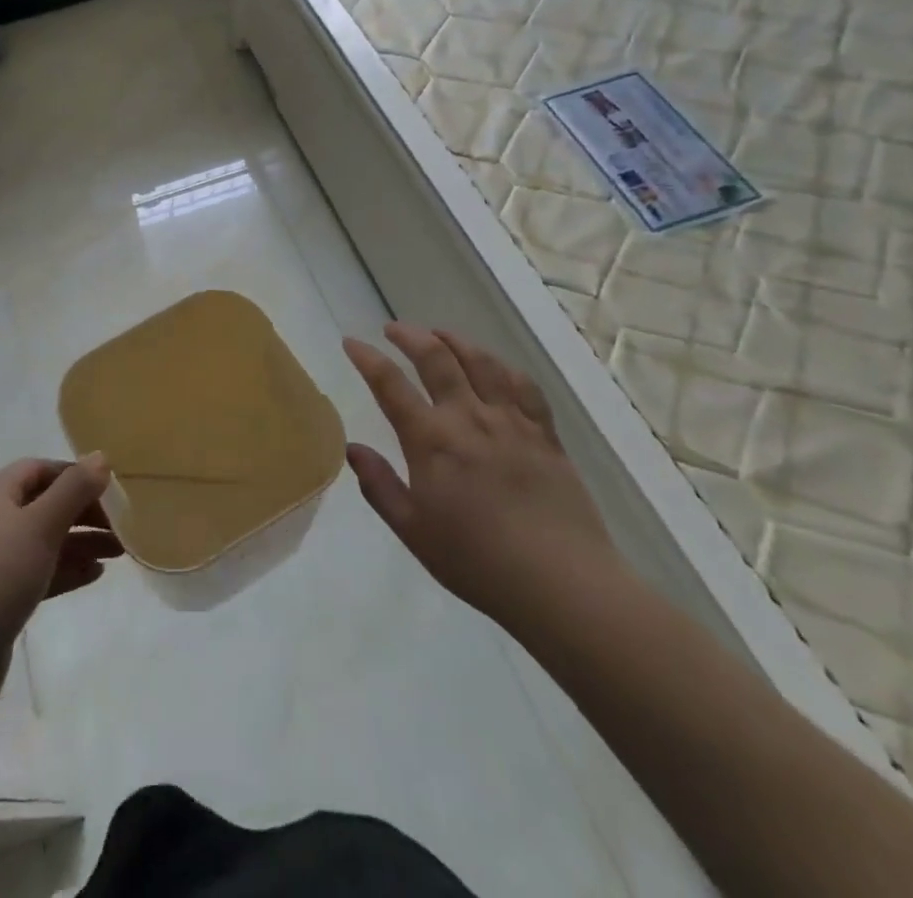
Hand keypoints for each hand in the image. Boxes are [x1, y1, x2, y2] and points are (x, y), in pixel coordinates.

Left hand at [0, 456, 121, 700]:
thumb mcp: (40, 525)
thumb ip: (73, 489)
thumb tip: (100, 456)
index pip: (39, 469)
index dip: (75, 475)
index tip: (110, 490)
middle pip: (43, 504)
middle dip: (83, 512)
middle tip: (121, 526)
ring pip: (43, 541)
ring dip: (80, 542)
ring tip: (118, 553)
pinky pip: (36, 573)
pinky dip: (65, 570)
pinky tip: (94, 575)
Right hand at [344, 324, 619, 641]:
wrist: (561, 583)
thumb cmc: (477, 562)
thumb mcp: (413, 531)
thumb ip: (379, 485)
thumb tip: (352, 447)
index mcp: (431, 440)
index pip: (390, 384)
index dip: (367, 358)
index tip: (352, 342)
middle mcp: (469, 417)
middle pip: (436, 358)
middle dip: (410, 336)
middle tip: (393, 329)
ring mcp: (511, 421)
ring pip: (481, 361)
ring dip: (454, 340)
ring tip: (439, 334)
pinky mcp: (545, 434)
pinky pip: (523, 385)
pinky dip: (502, 366)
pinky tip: (494, 367)